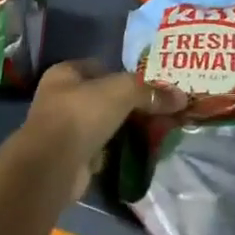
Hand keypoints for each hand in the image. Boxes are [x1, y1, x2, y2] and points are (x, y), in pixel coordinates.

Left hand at [22, 59, 182, 173]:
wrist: (52, 167)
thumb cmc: (81, 114)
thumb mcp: (122, 92)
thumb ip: (151, 92)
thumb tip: (181, 97)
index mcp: (65, 74)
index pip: (101, 67)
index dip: (125, 73)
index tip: (150, 83)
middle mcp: (61, 99)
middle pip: (104, 97)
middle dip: (130, 103)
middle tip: (159, 107)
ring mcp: (64, 130)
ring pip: (104, 123)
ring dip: (125, 127)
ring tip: (156, 127)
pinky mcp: (72, 157)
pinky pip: (103, 147)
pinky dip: (119, 149)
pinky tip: (140, 148)